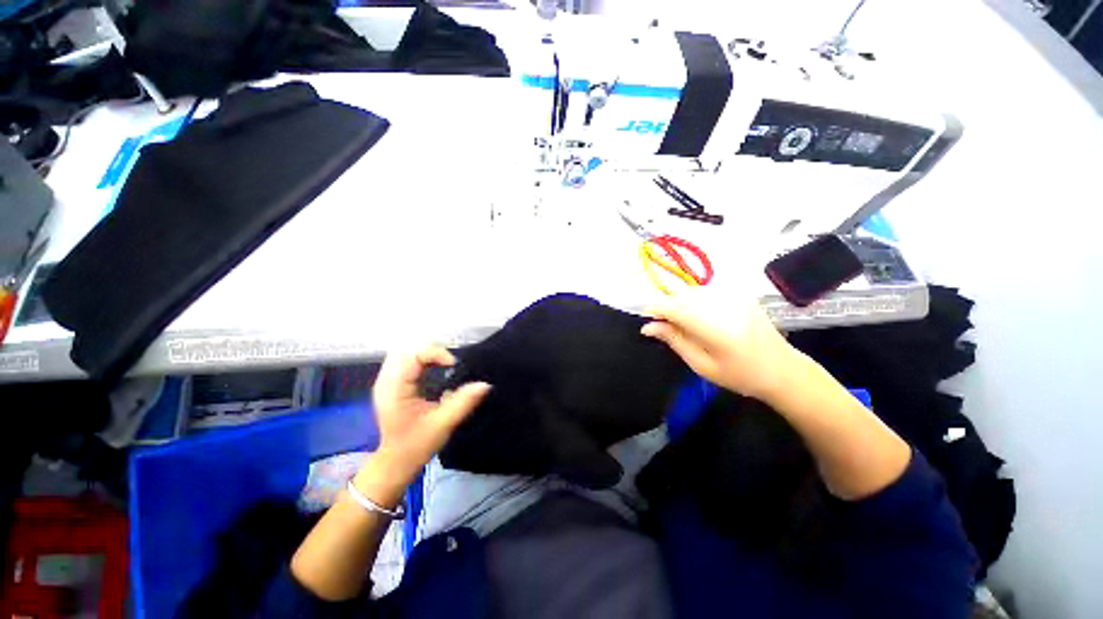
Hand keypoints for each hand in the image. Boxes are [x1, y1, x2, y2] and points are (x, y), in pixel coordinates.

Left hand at [359, 346, 490, 502]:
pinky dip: (419, 361)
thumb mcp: (443, 424)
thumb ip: (463, 402)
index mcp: (395, 389)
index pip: (413, 356)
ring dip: (424, 355)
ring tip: (442, 365)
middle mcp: (385, 382)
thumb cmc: (417, 445)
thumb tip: (485, 384)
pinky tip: (431, 370)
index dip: (436, 353)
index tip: (453, 364)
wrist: (395, 463)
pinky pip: (402, 363)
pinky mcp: (389, 386)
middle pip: (406, 351)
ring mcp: (384, 383)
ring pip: (403, 354)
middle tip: (449, 364)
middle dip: (430, 352)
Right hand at [640, 290, 799, 402]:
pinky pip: (706, 291)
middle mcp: (723, 304)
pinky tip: (700, 316)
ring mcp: (734, 296)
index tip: (648, 322)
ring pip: (692, 291)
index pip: (674, 307)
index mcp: (714, 327)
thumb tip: (647, 327)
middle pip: (681, 296)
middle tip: (665, 327)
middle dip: (667, 307)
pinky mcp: (740, 293)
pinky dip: (694, 300)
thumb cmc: (739, 375)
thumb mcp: (701, 365)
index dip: (655, 311)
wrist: (783, 370)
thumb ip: (674, 341)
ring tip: (683, 323)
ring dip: (680, 303)